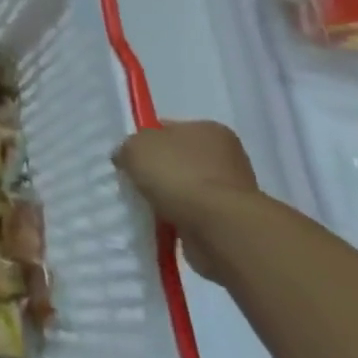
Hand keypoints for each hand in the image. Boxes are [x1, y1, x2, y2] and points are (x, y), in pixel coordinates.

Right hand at [113, 120, 260, 284]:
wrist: (218, 228)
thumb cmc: (179, 175)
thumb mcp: (136, 148)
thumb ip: (127, 148)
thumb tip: (126, 158)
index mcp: (208, 129)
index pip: (168, 129)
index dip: (145, 141)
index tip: (129, 158)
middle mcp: (225, 156)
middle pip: (178, 160)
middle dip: (157, 172)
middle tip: (134, 183)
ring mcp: (231, 190)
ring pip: (186, 189)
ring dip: (168, 198)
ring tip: (146, 207)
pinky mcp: (230, 221)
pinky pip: (193, 215)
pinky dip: (178, 219)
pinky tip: (162, 224)